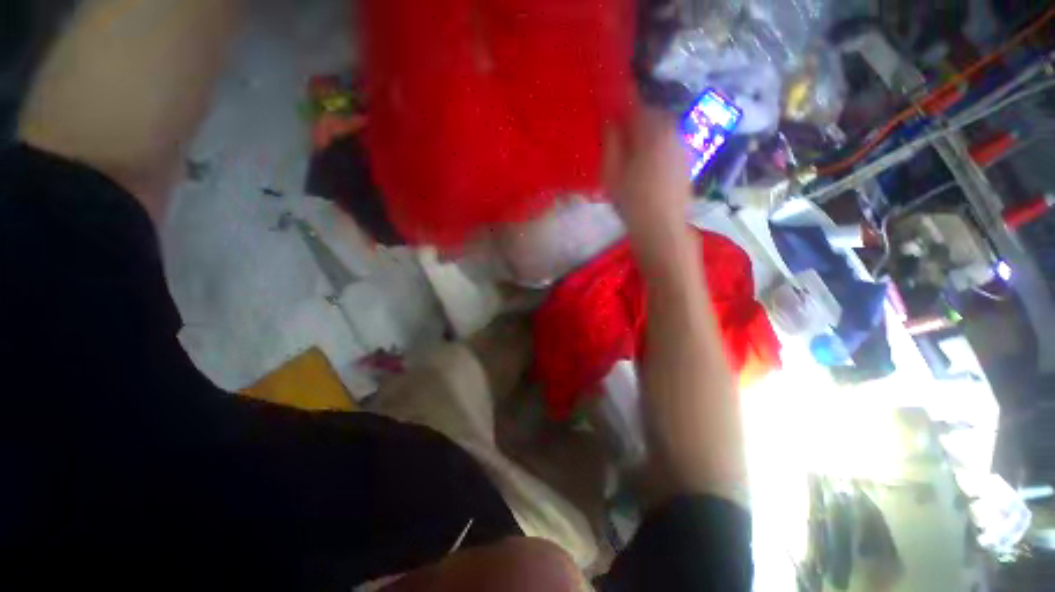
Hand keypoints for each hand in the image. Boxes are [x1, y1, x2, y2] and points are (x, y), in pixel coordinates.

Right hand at [603, 105, 695, 277]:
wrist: (661, 226)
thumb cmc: (631, 201)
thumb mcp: (611, 172)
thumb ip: (611, 142)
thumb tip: (610, 120)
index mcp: (652, 131)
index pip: (636, 106)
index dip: (622, 105)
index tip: (611, 112)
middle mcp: (672, 132)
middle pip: (652, 115)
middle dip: (637, 121)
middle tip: (622, 139)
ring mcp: (683, 146)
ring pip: (663, 129)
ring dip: (649, 133)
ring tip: (635, 154)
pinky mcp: (687, 160)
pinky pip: (671, 143)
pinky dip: (659, 146)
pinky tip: (650, 165)